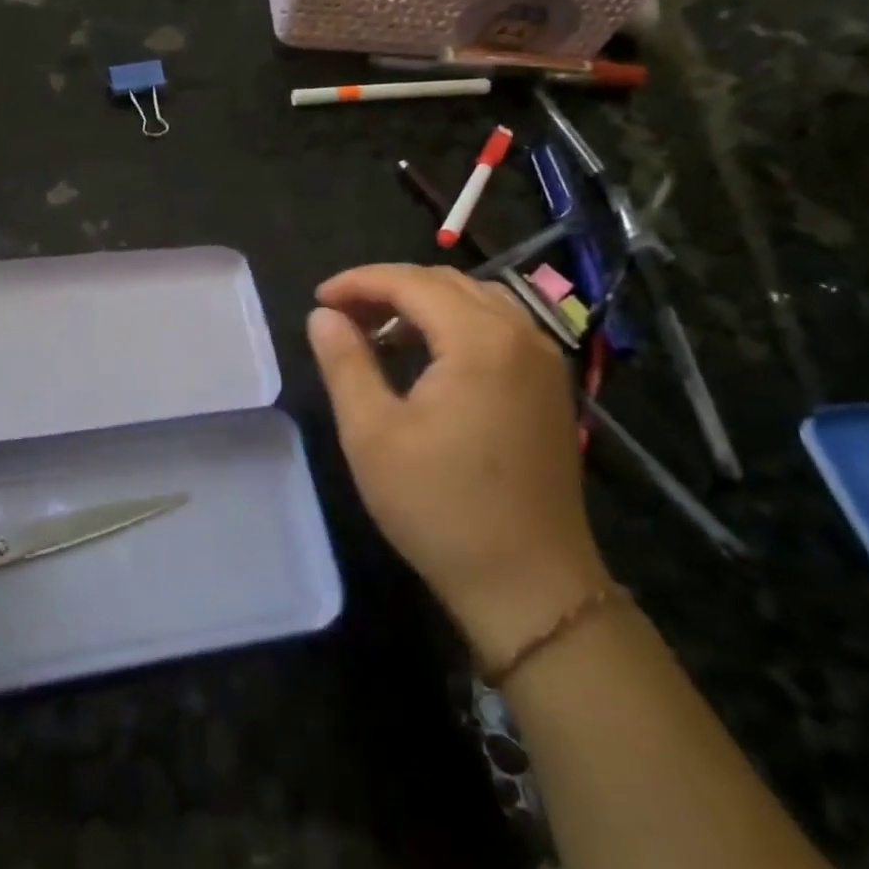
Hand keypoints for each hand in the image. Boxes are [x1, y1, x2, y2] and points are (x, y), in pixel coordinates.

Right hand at [307, 265, 608, 668]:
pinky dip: (455, 324)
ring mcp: (544, 361)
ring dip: (423, 303)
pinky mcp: (550, 387)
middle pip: (447, 283)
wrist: (530, 585)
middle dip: (389, 288)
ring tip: (378, 329)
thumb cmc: (441, 508)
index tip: (319, 298)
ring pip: (476, 301)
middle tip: (342, 313)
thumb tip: (323, 316)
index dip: (359, 282)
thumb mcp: (372, 433)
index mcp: (480, 340)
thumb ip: (345, 363)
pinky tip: (427, 354)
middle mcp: (521, 335)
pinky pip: (498, 328)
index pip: (412, 283)